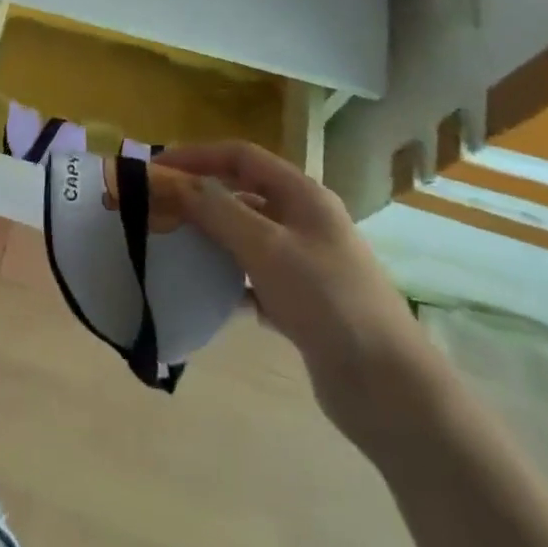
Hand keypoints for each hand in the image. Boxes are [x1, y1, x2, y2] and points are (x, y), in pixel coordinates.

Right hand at [155, 141, 435, 435]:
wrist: (389, 391)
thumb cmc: (328, 302)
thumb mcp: (267, 247)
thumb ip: (218, 209)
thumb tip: (174, 180)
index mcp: (303, 195)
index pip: (242, 156)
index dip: (199, 155)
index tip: (158, 167)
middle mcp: (305, 220)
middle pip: (243, 193)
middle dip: (201, 195)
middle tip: (159, 206)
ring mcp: (306, 263)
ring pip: (247, 235)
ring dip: (212, 235)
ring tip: (172, 244)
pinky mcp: (302, 303)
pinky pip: (254, 276)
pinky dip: (228, 277)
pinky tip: (204, 290)